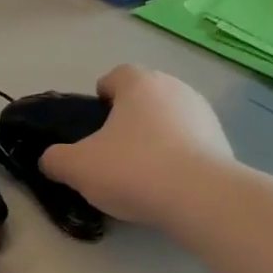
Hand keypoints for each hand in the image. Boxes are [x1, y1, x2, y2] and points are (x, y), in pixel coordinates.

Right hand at [40, 65, 233, 226]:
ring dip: (156, 136)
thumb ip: (55, 160)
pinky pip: (191, 142)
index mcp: (139, 84)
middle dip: (129, 118)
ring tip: (143, 171)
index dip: (101, 96)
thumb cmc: (133, 170)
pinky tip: (168, 183)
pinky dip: (178, 156)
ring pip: (170, 118)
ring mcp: (204, 113)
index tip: (94, 123)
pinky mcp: (222, 141)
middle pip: (145, 96)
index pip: (116, 75)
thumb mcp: (78, 168)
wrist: (201, 197)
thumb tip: (49, 159)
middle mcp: (175, 88)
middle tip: (112, 150)